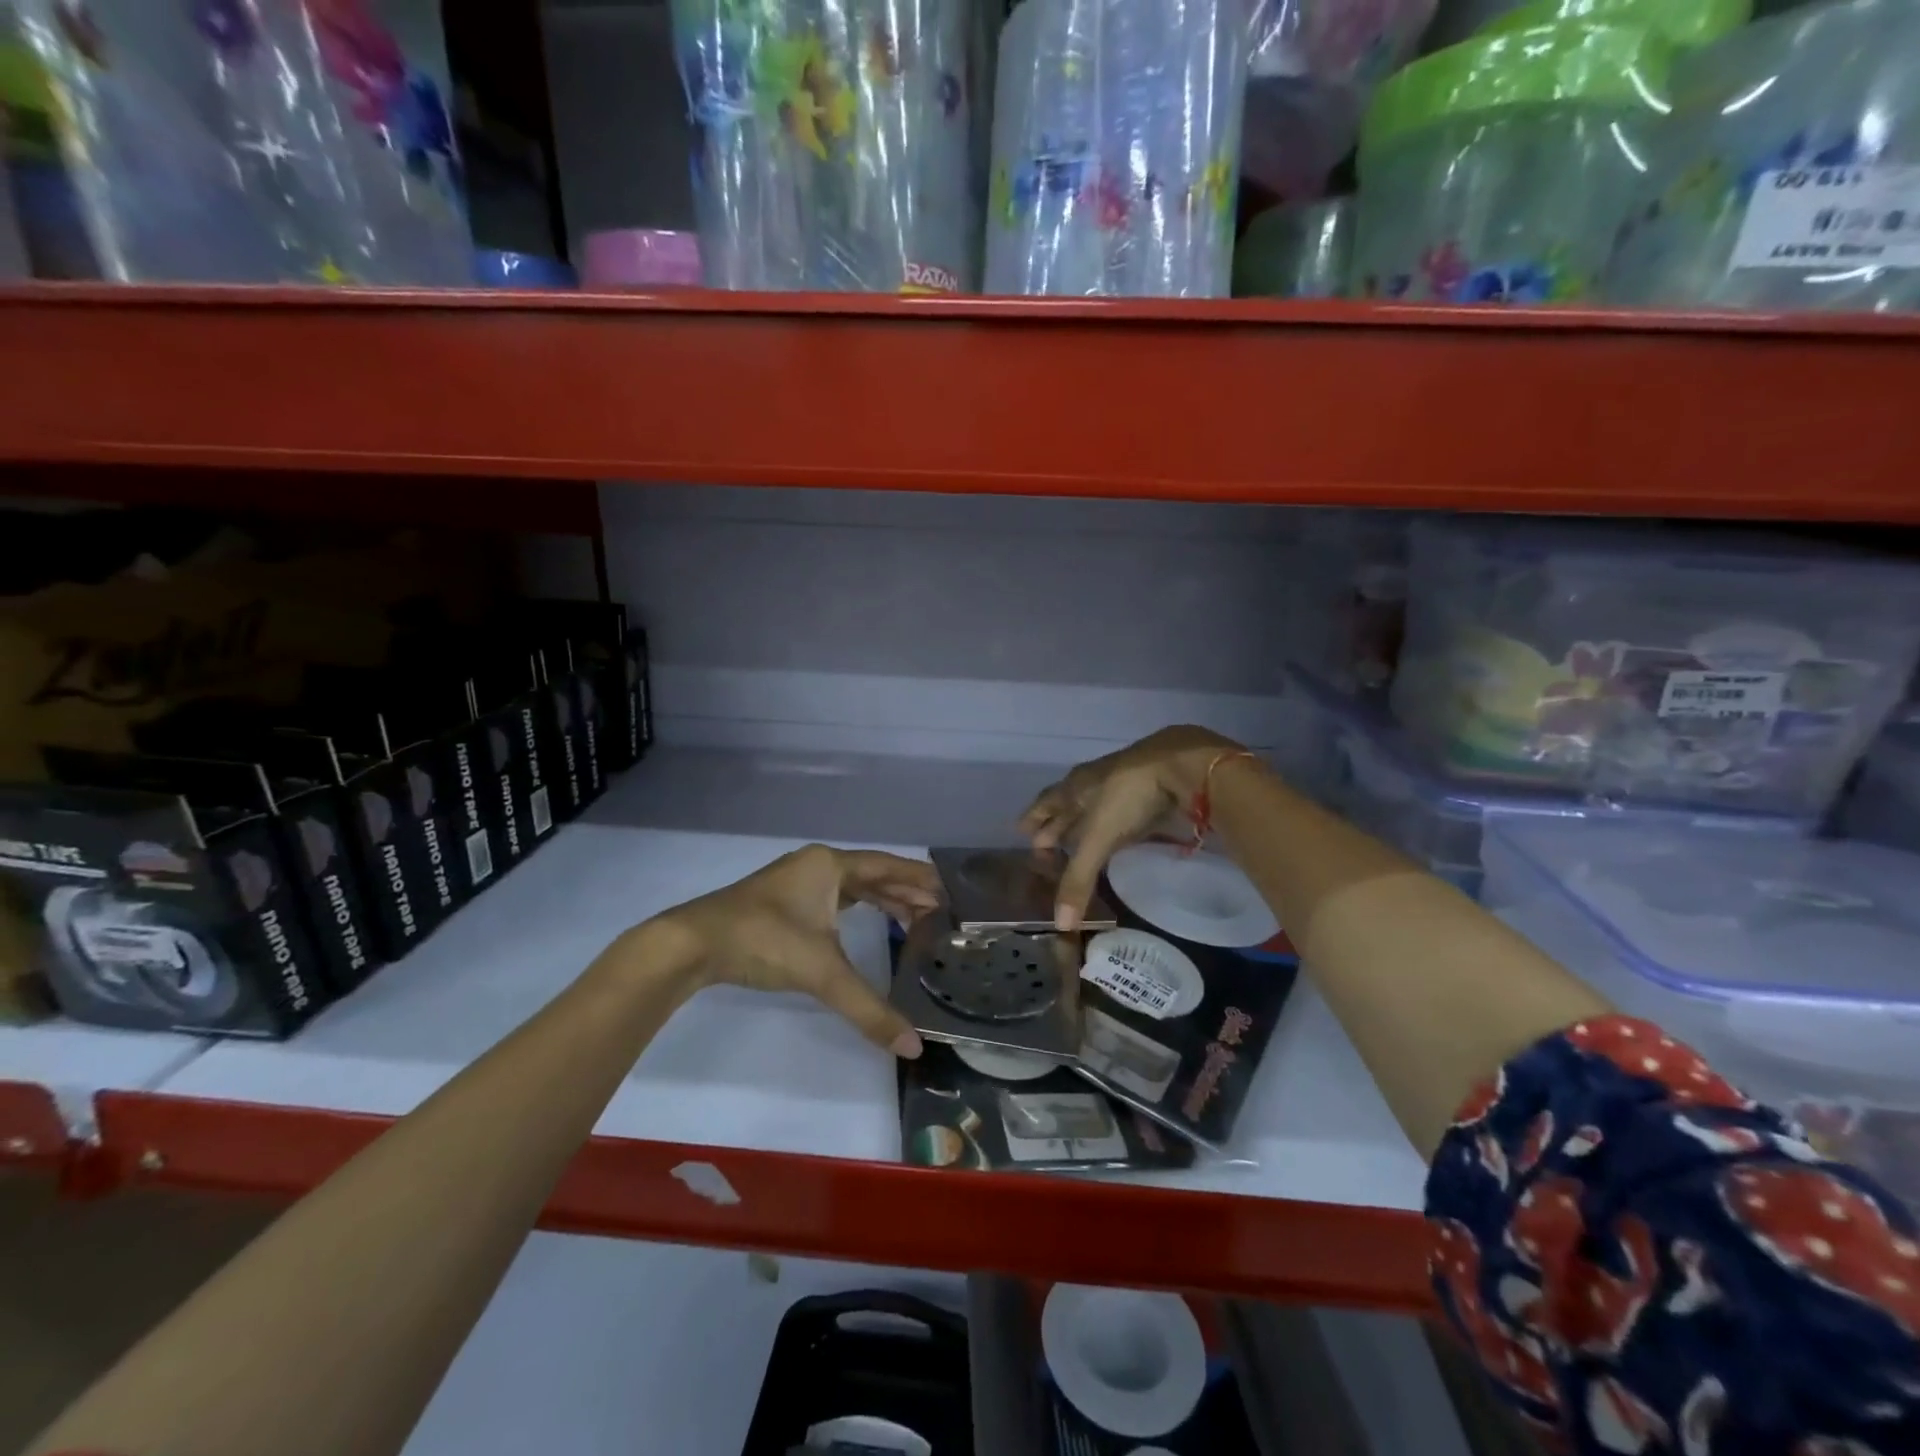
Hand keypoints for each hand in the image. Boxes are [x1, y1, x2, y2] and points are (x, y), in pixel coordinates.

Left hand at [652, 845, 940, 1057]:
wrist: (692, 944)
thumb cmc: (763, 941)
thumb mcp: (822, 973)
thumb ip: (869, 1009)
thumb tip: (912, 1047)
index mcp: (831, 866)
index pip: (889, 865)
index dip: (920, 878)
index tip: (951, 889)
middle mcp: (817, 866)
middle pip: (873, 874)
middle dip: (906, 892)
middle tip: (940, 912)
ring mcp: (798, 882)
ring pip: (853, 887)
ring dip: (883, 900)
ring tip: (914, 920)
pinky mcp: (783, 902)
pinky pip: (835, 898)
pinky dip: (858, 909)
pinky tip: (867, 924)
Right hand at [1018, 726, 1245, 929]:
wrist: (1181, 763)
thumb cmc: (1127, 796)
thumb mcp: (1098, 838)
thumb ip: (1079, 879)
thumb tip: (1060, 925)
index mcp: (1074, 787)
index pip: (1046, 803)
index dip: (1033, 818)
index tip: (1021, 830)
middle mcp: (1094, 782)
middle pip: (1068, 803)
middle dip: (1056, 823)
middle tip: (1044, 841)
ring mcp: (1124, 782)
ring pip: (1095, 804)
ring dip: (1084, 821)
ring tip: (1077, 837)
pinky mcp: (1151, 787)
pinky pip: (1122, 807)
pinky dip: (1114, 821)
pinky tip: (1119, 830)